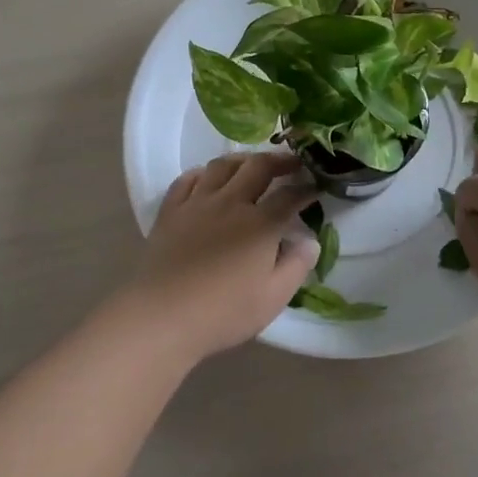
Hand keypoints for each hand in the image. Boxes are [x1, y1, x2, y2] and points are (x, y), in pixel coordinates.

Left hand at [121, 151, 318, 364]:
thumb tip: (310, 241)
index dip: (306, 188)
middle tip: (292, 163)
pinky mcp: (171, 211)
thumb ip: (296, 266)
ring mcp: (197, 203)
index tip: (316, 186)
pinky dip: (202, 173)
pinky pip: (187, 180)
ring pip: (222, 166)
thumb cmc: (223, 312)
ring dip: (242, 160)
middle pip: (258, 167)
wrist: (161, 316)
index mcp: (260, 224)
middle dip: (279, 160)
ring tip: (252, 165)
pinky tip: (208, 178)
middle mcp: (231, 203)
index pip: (289, 196)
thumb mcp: (273, 298)